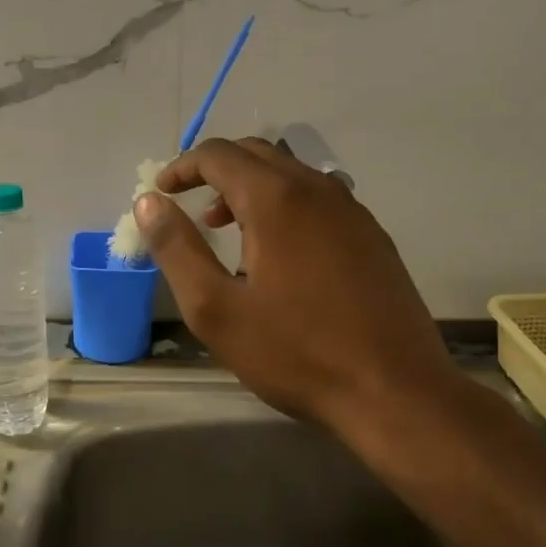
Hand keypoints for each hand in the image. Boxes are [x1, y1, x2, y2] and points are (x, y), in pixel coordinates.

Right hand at [137, 138, 458, 432]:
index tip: (161, 192)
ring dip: (250, 187)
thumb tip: (148, 203)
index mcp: (276, 199)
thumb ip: (177, 249)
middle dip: (215, 171)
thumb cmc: (297, 353)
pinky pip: (317, 197)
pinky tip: (279, 251)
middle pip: (256, 153)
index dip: (182, 167)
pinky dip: (284, 204)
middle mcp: (317, 189)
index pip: (219, 155)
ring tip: (228, 229)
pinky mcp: (372, 235)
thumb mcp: (216, 310)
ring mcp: (352, 210)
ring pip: (290, 173)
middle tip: (190, 207)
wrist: (397, 392)